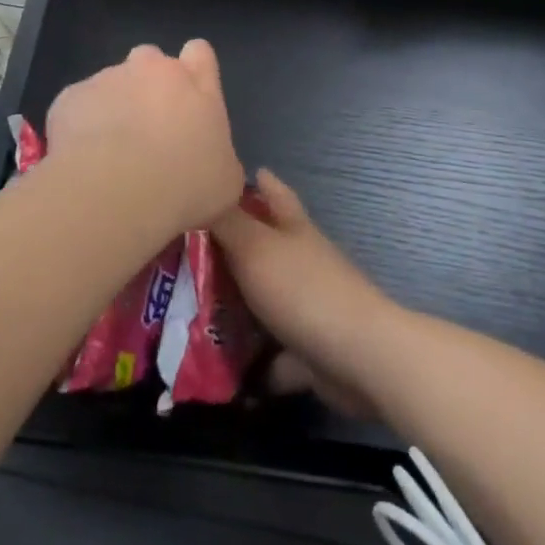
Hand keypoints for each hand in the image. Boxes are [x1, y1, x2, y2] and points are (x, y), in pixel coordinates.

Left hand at [44, 40, 244, 236]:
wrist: (114, 194)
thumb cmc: (184, 187)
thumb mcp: (224, 182)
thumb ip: (220, 157)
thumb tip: (212, 163)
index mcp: (197, 84)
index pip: (199, 52)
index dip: (194, 69)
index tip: (189, 97)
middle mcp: (153, 69)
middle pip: (152, 60)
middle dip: (149, 85)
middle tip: (147, 128)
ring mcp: (108, 78)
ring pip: (111, 83)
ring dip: (113, 106)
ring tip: (109, 152)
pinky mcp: (71, 96)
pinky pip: (78, 106)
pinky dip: (80, 125)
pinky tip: (82, 159)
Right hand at [212, 169, 401, 411]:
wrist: (358, 357)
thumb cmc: (303, 289)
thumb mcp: (255, 246)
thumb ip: (226, 221)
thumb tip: (202, 187)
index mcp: (293, 228)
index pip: (273, 192)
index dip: (255, 181)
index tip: (225, 179)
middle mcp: (302, 261)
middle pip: (264, 246)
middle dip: (231, 246)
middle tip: (186, 250)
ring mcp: (307, 305)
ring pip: (264, 298)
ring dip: (235, 305)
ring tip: (188, 308)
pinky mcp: (309, 348)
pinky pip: (272, 351)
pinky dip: (251, 360)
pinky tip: (218, 366)